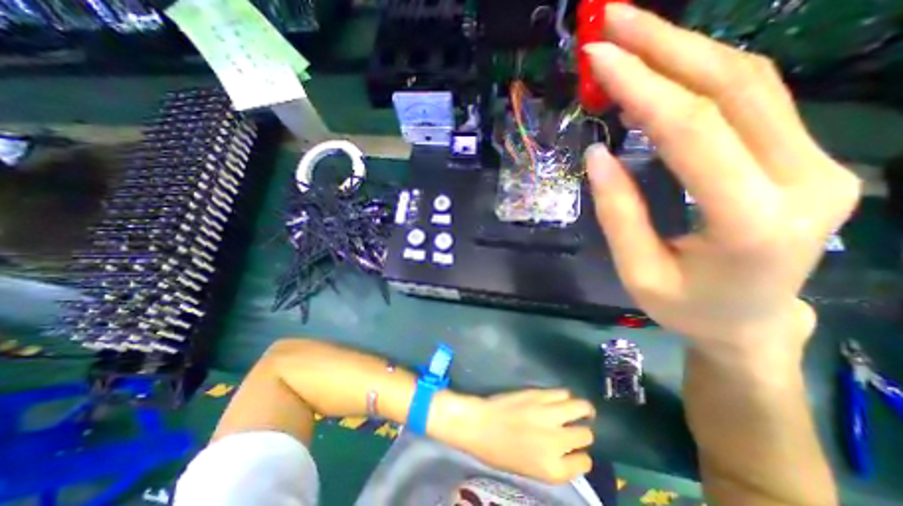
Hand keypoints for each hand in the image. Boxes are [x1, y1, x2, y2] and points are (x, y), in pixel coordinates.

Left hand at [449, 390, 592, 483]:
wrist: (480, 424)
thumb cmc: (500, 452)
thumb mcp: (531, 470)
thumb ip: (555, 462)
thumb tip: (569, 451)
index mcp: (553, 468)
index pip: (584, 462)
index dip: (581, 456)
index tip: (575, 451)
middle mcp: (556, 441)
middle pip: (585, 435)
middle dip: (583, 433)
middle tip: (577, 428)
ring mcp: (548, 414)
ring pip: (580, 408)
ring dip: (583, 410)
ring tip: (582, 410)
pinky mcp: (539, 395)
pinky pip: (562, 393)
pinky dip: (566, 397)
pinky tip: (563, 399)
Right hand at [587, 2, 858, 355]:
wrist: (750, 323)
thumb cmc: (686, 307)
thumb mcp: (638, 270)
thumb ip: (618, 212)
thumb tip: (597, 155)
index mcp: (750, 222)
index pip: (694, 131)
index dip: (643, 88)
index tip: (600, 60)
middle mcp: (802, 180)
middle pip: (733, 88)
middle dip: (667, 45)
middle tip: (614, 21)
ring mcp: (816, 163)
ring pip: (750, 83)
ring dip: (686, 49)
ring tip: (634, 32)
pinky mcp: (804, 157)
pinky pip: (752, 101)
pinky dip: (702, 74)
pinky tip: (665, 65)